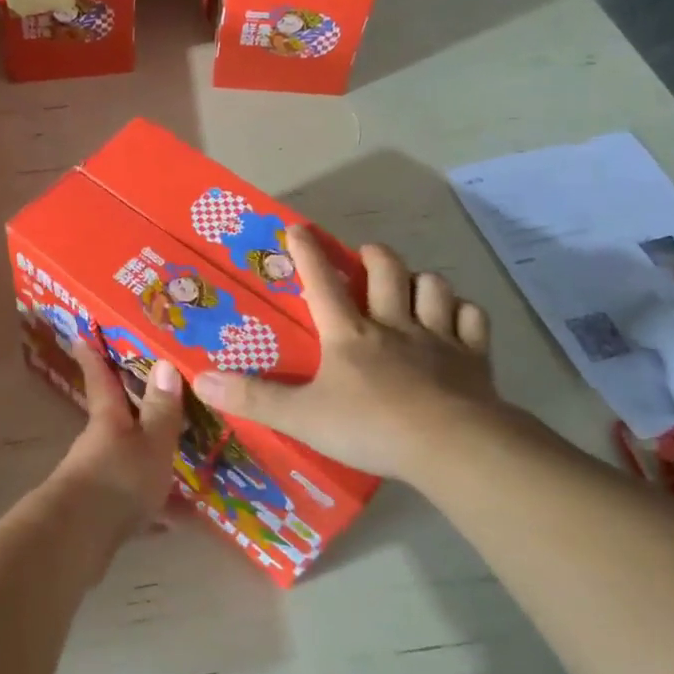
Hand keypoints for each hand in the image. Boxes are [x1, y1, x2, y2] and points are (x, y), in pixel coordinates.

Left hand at [51, 339, 185, 543]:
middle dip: (133, 410)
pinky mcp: (102, 513)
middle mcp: (99, 444)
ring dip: (151, 463)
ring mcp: (98, 478)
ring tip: (186, 466)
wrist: (80, 539)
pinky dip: (156, 508)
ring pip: (127, 461)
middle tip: (159, 399)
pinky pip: (134, 501)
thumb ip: (161, 409)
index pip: (100, 378)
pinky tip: (181, 520)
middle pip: (115, 419)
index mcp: (108, 419)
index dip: (93, 355)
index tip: (81, 335)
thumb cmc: (118, 479)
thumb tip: (164, 362)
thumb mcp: (151, 442)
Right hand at [194, 225, 506, 481]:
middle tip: (366, 255)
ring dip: (421, 280)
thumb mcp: (301, 417)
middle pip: (386, 272)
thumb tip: (199, 380)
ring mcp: (438, 339)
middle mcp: (393, 325)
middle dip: (374, 256)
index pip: (322, 282)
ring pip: (433, 287)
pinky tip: (456, 319)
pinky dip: (463, 313)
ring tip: (412, 285)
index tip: (297, 228)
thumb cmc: (371, 427)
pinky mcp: (474, 360)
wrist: (451, 446)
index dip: (306, 252)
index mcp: (349, 334)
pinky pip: (473, 320)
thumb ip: (252, 399)